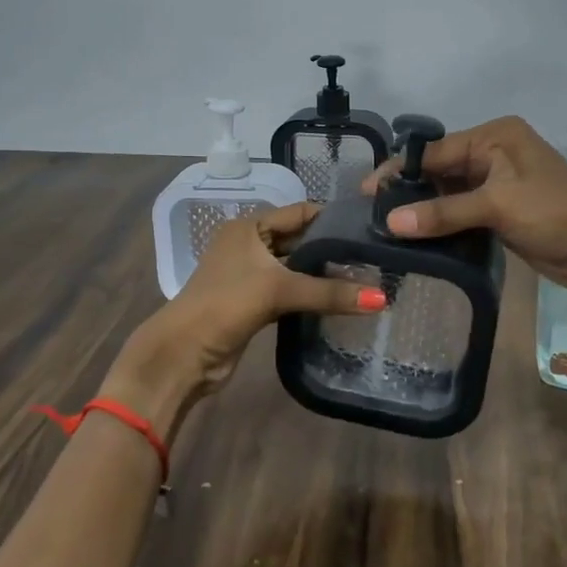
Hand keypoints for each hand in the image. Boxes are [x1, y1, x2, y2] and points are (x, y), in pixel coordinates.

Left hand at [108, 202, 383, 430]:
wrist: (183, 354)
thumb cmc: (226, 304)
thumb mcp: (279, 290)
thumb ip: (330, 292)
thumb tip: (383, 300)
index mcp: (249, 226)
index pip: (300, 212)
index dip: (332, 219)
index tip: (369, 228)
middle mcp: (249, 244)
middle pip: (299, 240)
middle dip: (331, 250)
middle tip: (374, 258)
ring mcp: (250, 274)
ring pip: (295, 268)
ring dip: (322, 275)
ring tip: (366, 278)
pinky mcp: (253, 302)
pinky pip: (289, 291)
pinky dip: (310, 294)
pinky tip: (339, 300)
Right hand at [362, 116, 566, 293]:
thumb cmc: (554, 214)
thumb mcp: (497, 206)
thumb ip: (443, 212)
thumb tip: (390, 223)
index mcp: (495, 137)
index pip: (435, 150)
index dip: (400, 170)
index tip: (367, 192)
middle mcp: (494, 153)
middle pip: (439, 169)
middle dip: (409, 190)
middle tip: (373, 214)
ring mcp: (497, 183)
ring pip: (448, 192)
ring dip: (423, 209)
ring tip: (386, 228)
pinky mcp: (500, 211)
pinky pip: (460, 211)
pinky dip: (441, 222)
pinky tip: (416, 237)